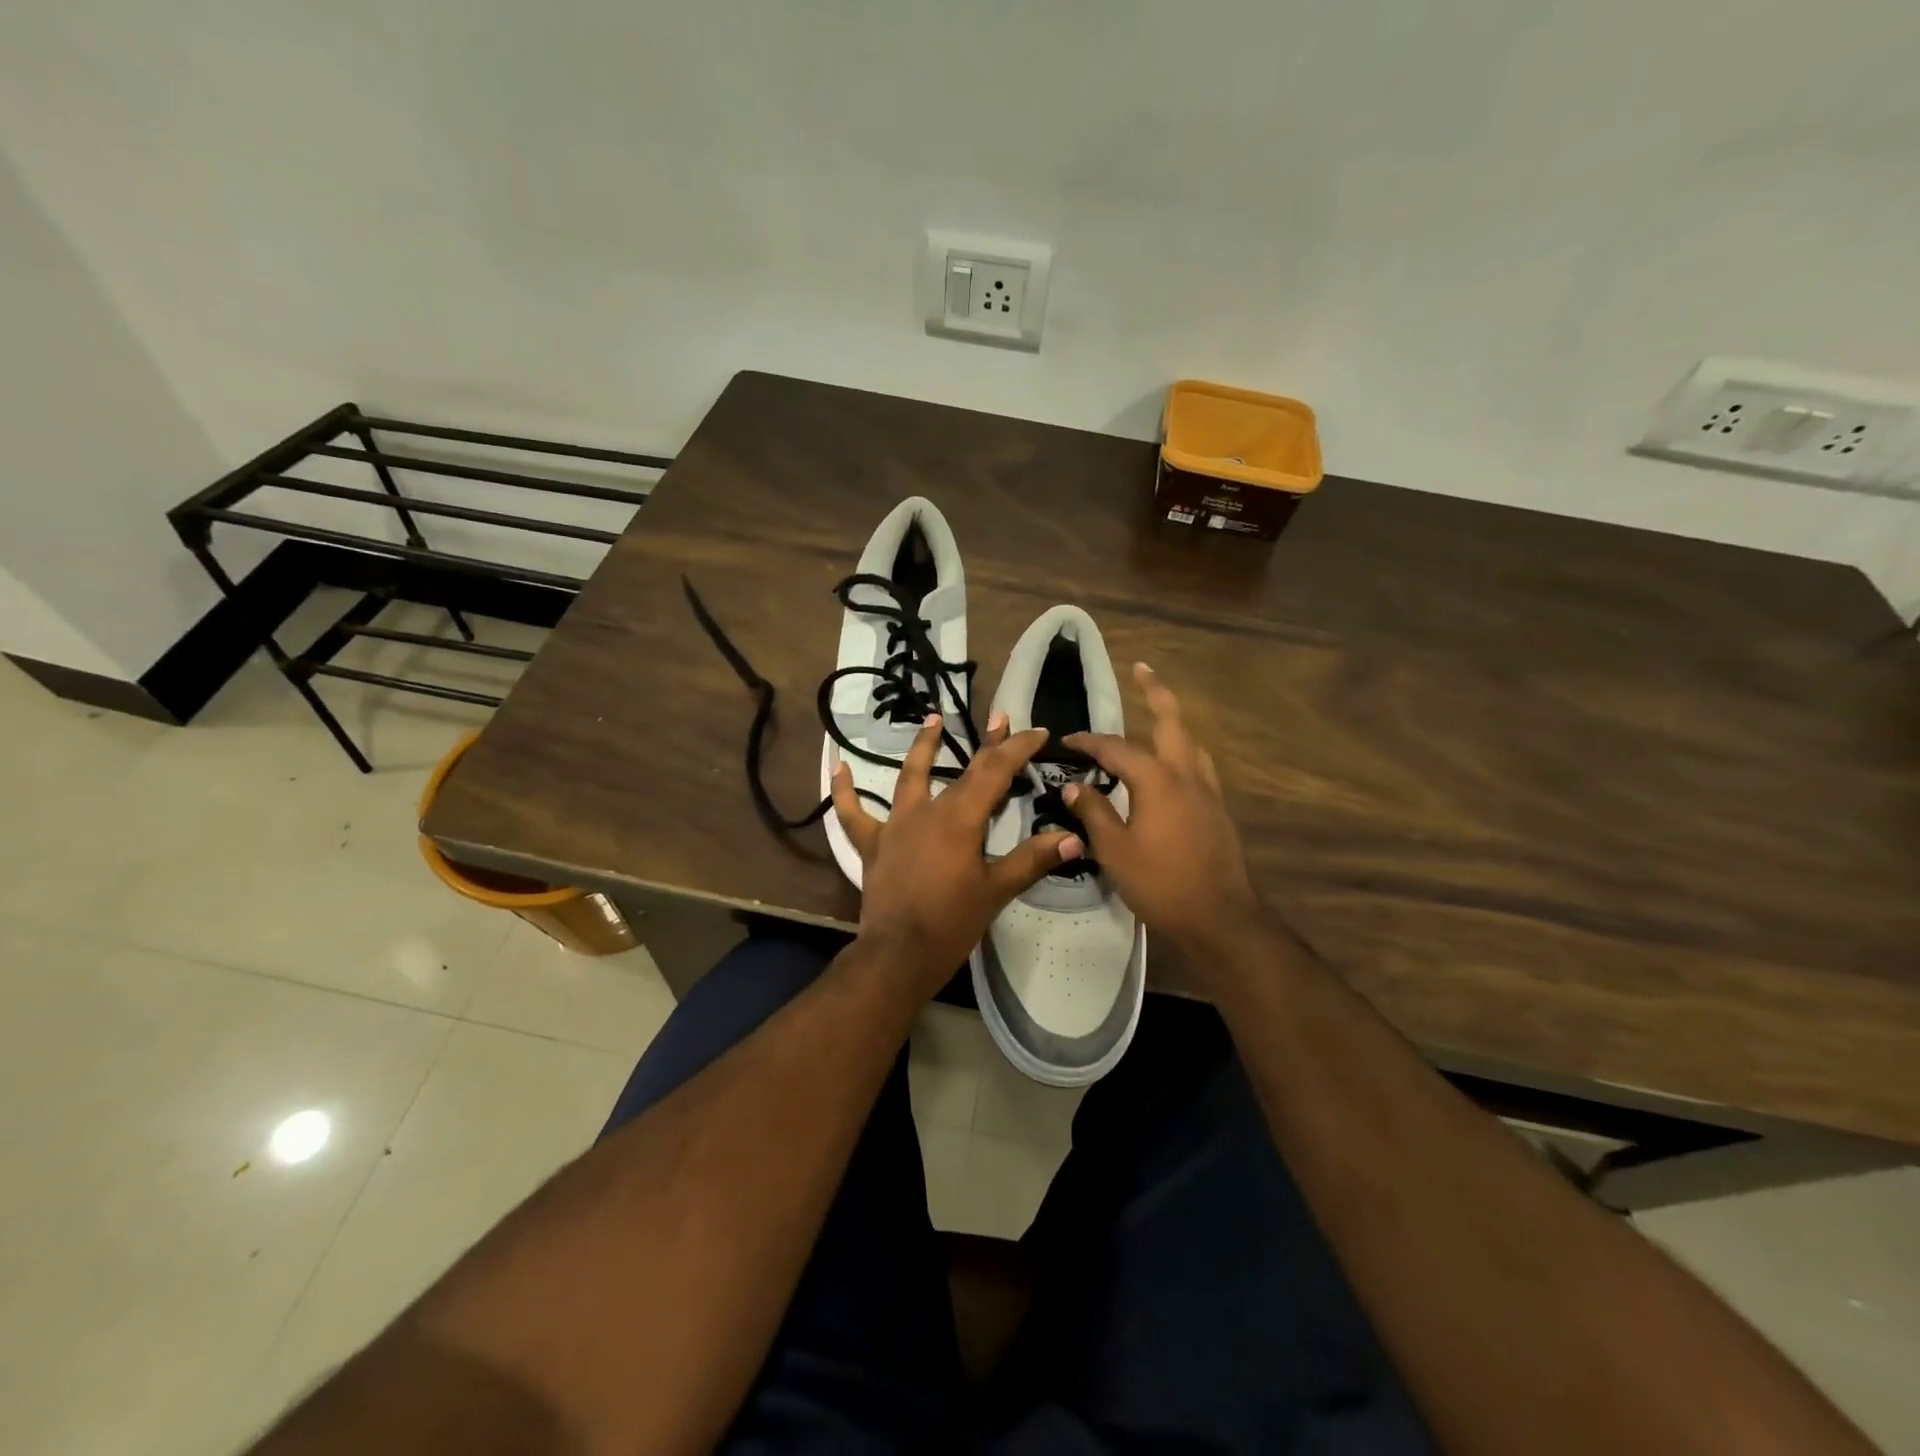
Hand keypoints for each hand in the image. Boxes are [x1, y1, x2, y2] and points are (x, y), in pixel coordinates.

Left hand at [832, 712, 1081, 996]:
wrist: (898, 955)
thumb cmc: (951, 923)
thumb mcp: (996, 891)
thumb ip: (1032, 860)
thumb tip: (1073, 838)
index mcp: (960, 819)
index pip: (994, 772)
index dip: (1018, 749)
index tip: (1038, 732)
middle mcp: (927, 812)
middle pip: (961, 770)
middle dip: (987, 744)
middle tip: (1000, 718)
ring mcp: (895, 825)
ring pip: (909, 778)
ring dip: (923, 747)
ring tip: (932, 719)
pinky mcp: (873, 844)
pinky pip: (854, 814)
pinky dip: (846, 792)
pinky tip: (838, 768)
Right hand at [1063, 663, 1262, 961]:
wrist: (1220, 917)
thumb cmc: (1161, 883)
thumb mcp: (1114, 850)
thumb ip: (1093, 813)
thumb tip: (1072, 787)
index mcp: (1157, 779)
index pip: (1116, 748)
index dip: (1088, 742)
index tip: (1067, 741)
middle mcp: (1186, 774)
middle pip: (1171, 720)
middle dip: (1155, 691)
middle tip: (1142, 668)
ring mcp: (1208, 791)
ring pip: (1190, 742)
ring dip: (1172, 722)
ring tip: (1156, 716)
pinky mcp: (1218, 810)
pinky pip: (1198, 766)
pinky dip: (1182, 752)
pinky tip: (1172, 769)